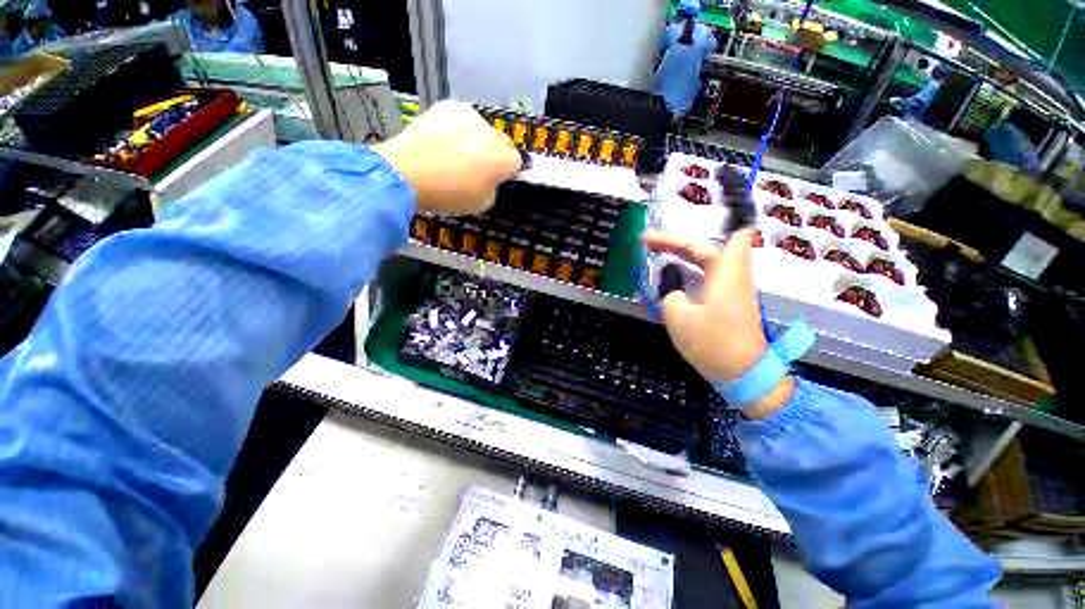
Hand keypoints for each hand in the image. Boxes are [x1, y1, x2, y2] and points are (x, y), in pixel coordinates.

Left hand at [375, 100, 521, 214]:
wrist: (407, 172)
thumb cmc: (449, 194)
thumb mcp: (482, 203)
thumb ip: (494, 188)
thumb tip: (491, 178)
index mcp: (503, 159)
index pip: (517, 162)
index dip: (508, 171)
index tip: (497, 179)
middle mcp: (492, 133)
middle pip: (501, 143)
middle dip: (493, 154)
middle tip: (476, 168)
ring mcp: (470, 117)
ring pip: (481, 129)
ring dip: (476, 140)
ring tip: (454, 154)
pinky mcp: (449, 106)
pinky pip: (462, 119)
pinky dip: (457, 128)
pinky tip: (443, 141)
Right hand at [643, 229, 793, 417]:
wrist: (744, 376)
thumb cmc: (712, 343)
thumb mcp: (678, 318)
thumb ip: (670, 296)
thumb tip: (674, 292)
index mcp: (726, 274)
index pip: (731, 237)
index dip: (708, 229)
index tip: (673, 235)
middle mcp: (733, 277)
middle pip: (706, 248)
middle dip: (676, 243)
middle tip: (646, 244)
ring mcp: (732, 291)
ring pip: (707, 262)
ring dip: (682, 256)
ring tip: (656, 255)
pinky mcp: (729, 304)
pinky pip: (707, 277)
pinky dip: (688, 271)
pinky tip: (674, 278)